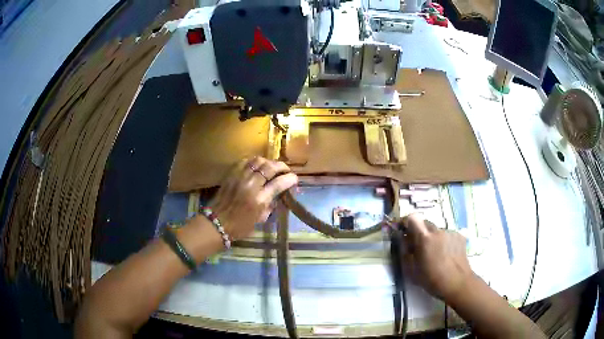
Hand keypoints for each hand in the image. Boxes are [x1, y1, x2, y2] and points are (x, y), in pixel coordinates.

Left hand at [209, 157, 297, 240]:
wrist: (217, 223)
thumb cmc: (240, 226)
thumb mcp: (261, 219)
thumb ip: (271, 204)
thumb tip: (278, 194)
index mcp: (259, 199)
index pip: (279, 183)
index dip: (290, 179)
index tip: (294, 179)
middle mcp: (250, 185)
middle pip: (270, 167)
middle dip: (282, 166)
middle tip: (286, 170)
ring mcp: (239, 177)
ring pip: (258, 160)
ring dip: (268, 162)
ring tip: (271, 167)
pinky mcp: (231, 174)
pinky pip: (245, 161)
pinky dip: (254, 161)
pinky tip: (257, 166)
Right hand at [401, 213, 474, 301]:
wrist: (457, 283)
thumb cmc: (431, 279)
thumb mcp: (411, 269)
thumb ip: (404, 251)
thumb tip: (402, 239)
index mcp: (424, 238)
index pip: (412, 217)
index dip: (407, 223)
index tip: (405, 232)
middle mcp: (438, 230)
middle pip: (425, 223)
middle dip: (420, 232)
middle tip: (419, 247)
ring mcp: (450, 232)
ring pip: (437, 230)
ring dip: (433, 238)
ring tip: (435, 254)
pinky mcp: (460, 236)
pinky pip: (447, 235)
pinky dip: (444, 241)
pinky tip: (446, 255)